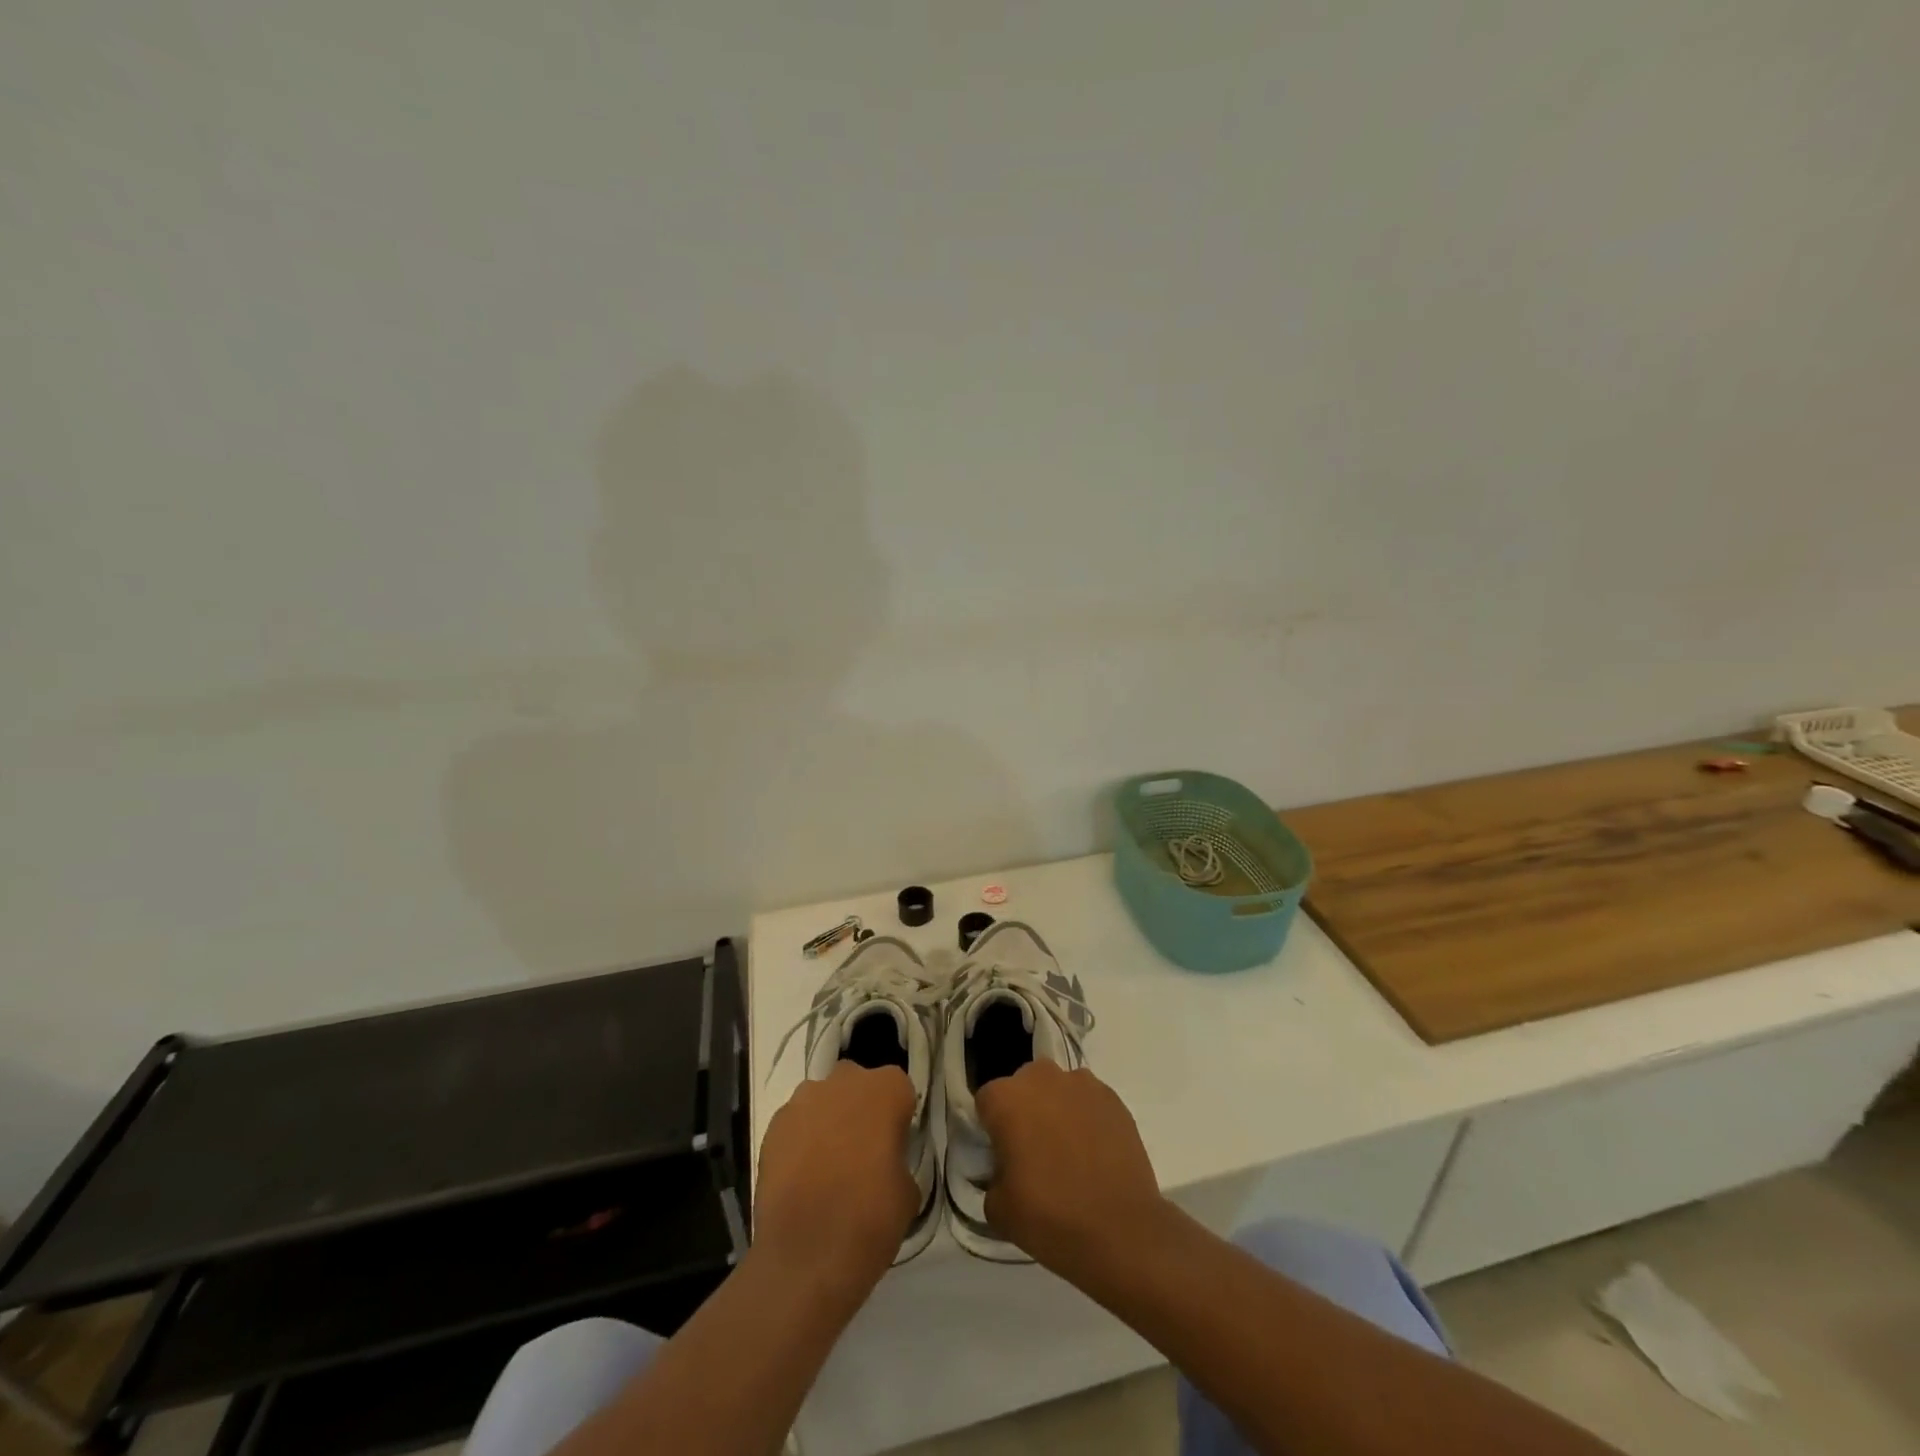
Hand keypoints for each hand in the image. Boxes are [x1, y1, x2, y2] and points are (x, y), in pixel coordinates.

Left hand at [754, 1063, 918, 1297]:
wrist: (805, 1257)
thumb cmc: (870, 1219)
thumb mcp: (908, 1191)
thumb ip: (898, 1159)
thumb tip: (885, 1163)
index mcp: (886, 1090)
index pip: (898, 1089)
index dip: (896, 1116)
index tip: (894, 1146)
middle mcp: (845, 1082)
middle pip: (857, 1085)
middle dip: (860, 1109)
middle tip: (862, 1152)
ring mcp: (804, 1101)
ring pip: (823, 1100)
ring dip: (828, 1121)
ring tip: (827, 1167)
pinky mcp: (774, 1126)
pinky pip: (795, 1124)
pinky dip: (800, 1141)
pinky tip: (801, 1178)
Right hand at [975, 1062, 1171, 1276]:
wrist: (1122, 1230)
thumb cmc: (1051, 1216)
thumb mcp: (998, 1209)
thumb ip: (992, 1177)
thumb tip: (1005, 1170)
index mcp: (1006, 1098)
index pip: (986, 1102)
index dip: (992, 1129)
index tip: (1002, 1156)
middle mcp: (1042, 1078)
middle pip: (1023, 1087)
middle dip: (1024, 1111)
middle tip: (1033, 1153)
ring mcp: (1082, 1084)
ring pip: (1058, 1090)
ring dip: (1057, 1111)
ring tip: (1068, 1153)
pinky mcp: (1113, 1098)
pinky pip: (1088, 1102)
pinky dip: (1086, 1119)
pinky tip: (1094, 1154)